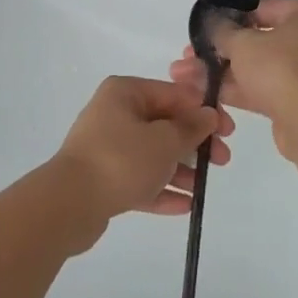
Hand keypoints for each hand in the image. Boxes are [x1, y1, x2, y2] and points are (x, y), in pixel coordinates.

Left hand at [53, 76, 234, 229]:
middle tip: (221, 160)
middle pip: (164, 124)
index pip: (174, 94)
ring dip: (180, 169)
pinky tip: (186, 205)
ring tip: (203, 188)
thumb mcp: (165, 141)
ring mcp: (107, 147)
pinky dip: (161, 189)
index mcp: (126, 92)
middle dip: (195, 143)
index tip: (228, 132)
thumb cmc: (121, 160)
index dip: (204, 111)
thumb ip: (191, 128)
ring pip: (153, 153)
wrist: (69, 204)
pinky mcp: (103, 178)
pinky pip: (139, 178)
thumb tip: (208, 115)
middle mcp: (114, 113)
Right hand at [169, 0, 297, 162]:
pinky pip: (265, 89)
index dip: (230, 16)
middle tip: (190, 54)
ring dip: (225, 71)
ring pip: (259, 67)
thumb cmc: (280, 69)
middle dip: (222, 49)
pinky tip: (206, 92)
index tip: (205, 26)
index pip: (261, 7)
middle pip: (258, 39)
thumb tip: (212, 24)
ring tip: (187, 74)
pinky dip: (239, 90)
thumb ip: (222, 30)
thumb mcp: (242, 43)